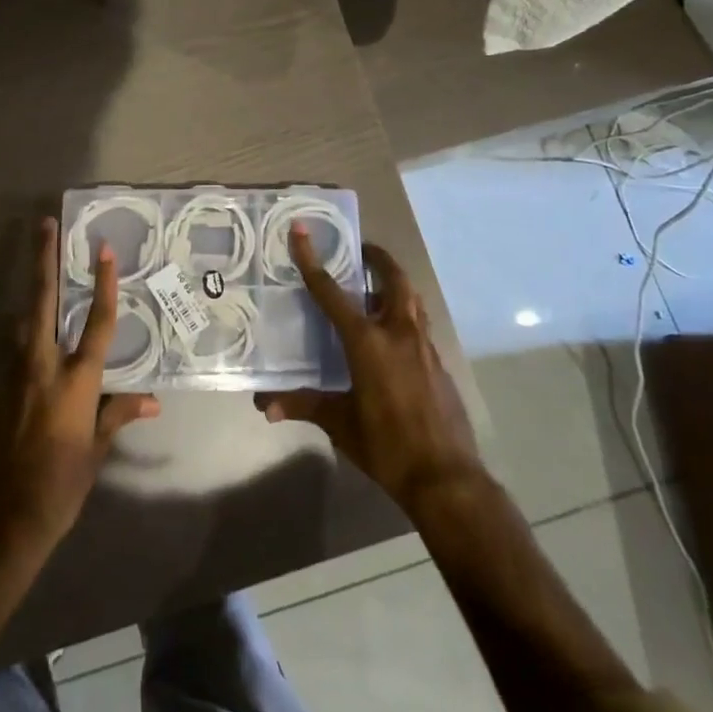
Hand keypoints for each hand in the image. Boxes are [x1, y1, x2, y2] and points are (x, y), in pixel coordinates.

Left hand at [0, 218, 159, 552]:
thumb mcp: (97, 448)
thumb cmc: (64, 481)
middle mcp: (43, 366)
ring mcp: (13, 376)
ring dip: (32, 302)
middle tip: (43, 225)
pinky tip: (31, 367)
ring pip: (22, 325)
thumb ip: (119, 413)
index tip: (103, 248)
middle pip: (43, 301)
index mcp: (77, 378)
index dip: (104, 284)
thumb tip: (154, 401)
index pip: (98, 322)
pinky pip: (13, 361)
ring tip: (40, 279)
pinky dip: (25, 352)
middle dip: (43, 260)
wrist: (6, 516)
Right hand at [255, 228, 480, 511]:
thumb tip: (264, 405)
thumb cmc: (387, 447)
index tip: (301, 231)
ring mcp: (425, 347)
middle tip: (360, 250)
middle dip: (377, 258)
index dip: (313, 260)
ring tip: (374, 287)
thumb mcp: (340, 424)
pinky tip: (392, 336)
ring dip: (394, 284)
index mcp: (368, 341)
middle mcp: (399, 333)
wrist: (447, 480)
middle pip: (393, 279)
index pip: (332, 292)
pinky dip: (404, 315)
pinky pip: (420, 325)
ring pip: (412, 300)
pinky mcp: (440, 364)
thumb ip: (303, 405)